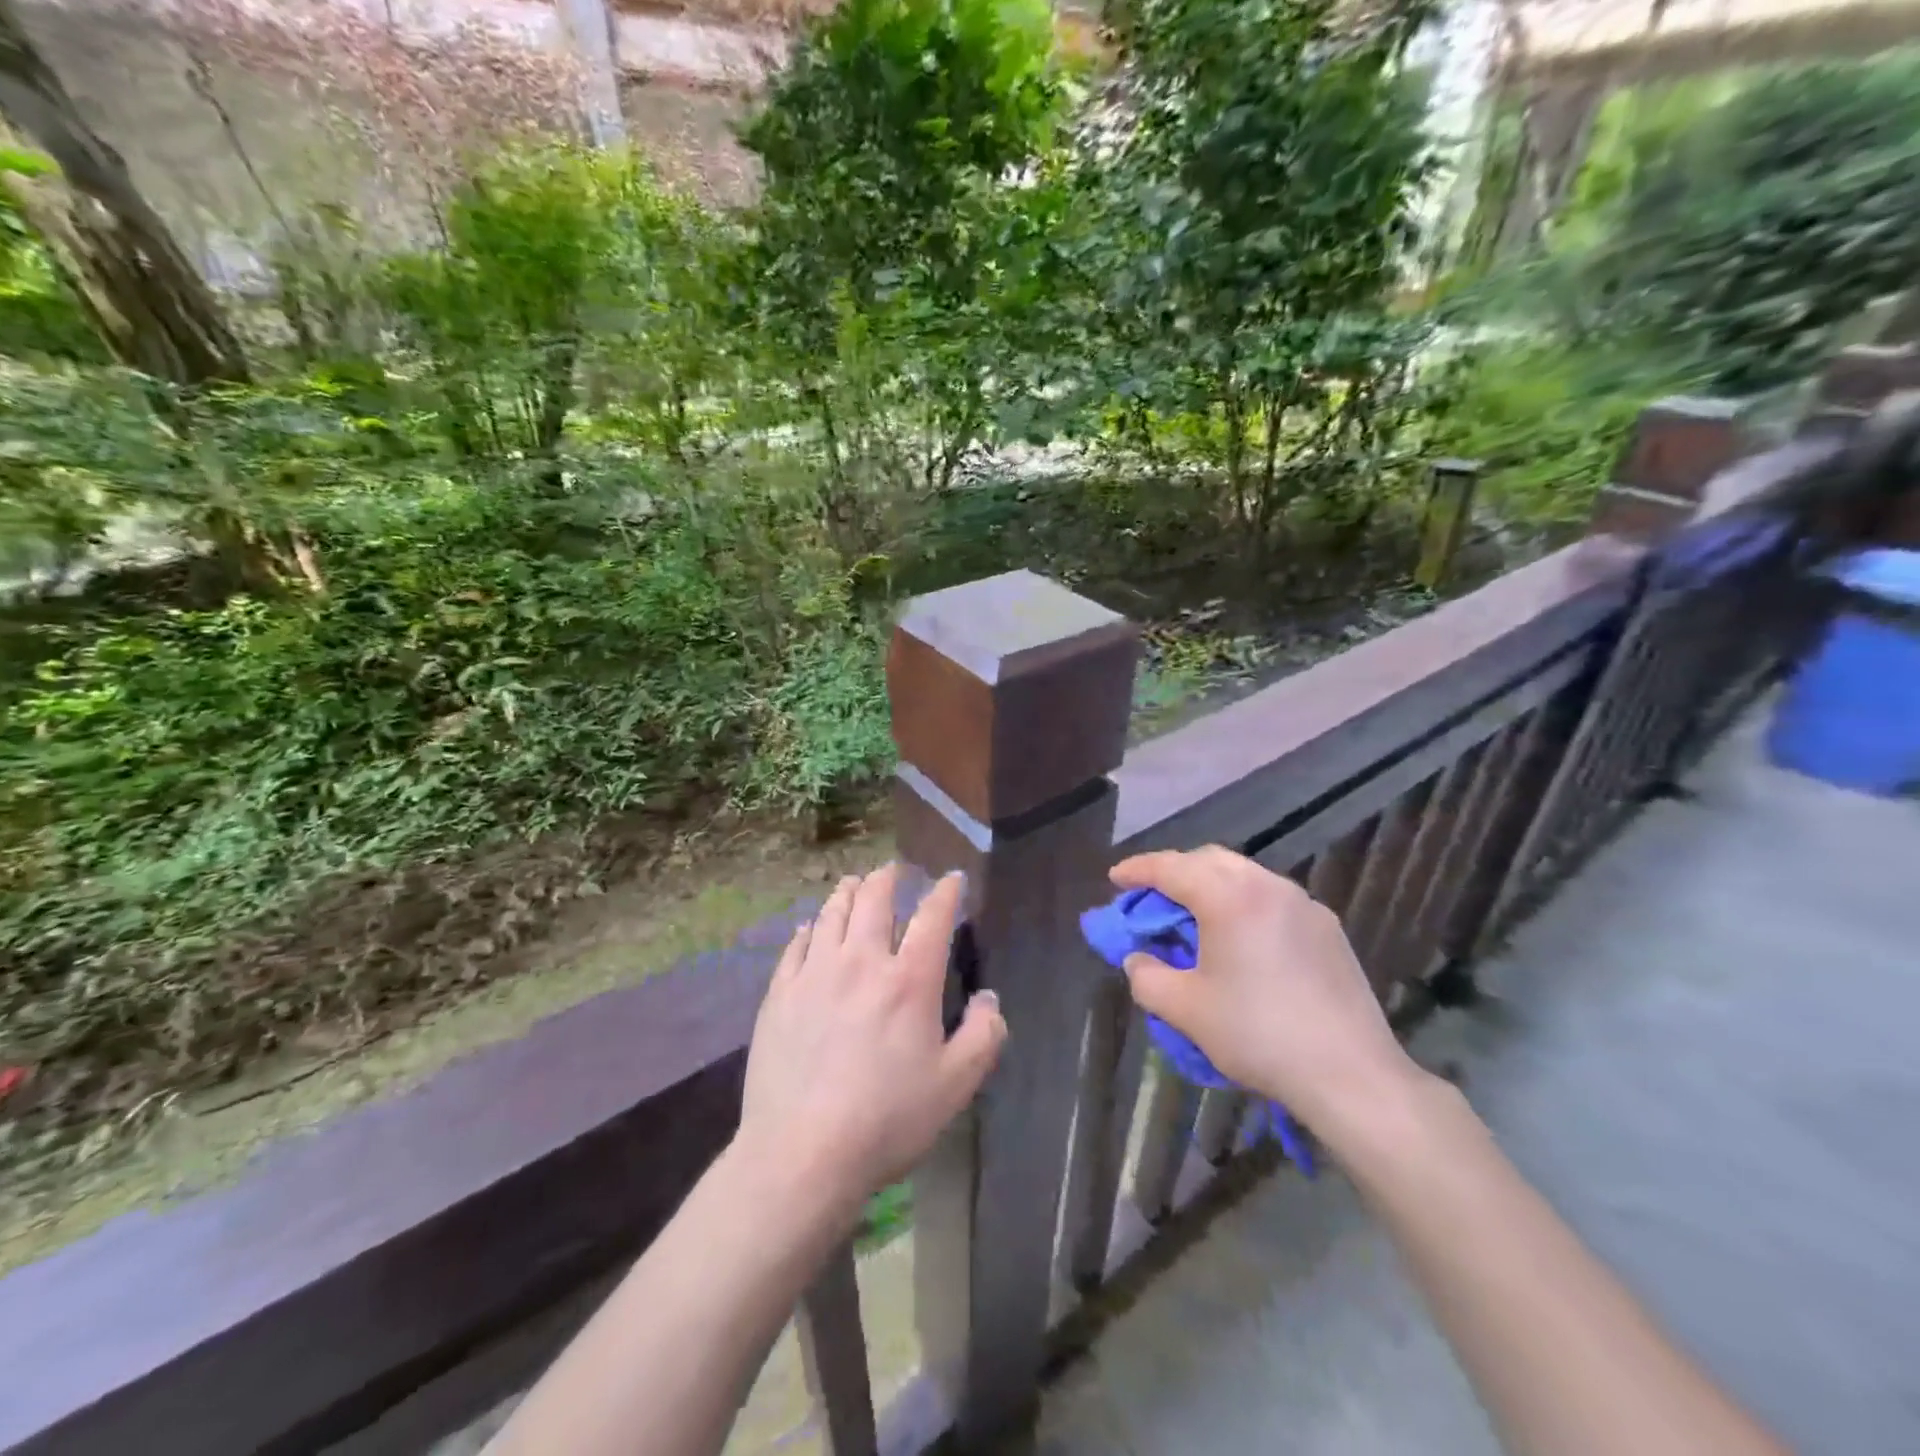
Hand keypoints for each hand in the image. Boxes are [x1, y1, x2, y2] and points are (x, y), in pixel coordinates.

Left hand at [734, 864, 1006, 1215]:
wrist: (801, 1153)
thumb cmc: (887, 1120)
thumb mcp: (955, 1085)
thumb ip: (983, 1035)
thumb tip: (988, 998)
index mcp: (909, 980)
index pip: (933, 916)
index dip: (945, 892)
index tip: (951, 879)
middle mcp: (861, 961)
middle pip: (875, 899)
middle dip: (889, 877)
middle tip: (895, 870)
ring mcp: (814, 974)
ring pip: (832, 913)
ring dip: (848, 891)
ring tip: (855, 883)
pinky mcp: (780, 994)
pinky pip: (796, 945)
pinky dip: (810, 929)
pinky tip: (811, 928)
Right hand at [1110, 845, 1419, 1135]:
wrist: (1350, 1073)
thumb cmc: (1257, 1035)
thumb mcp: (1184, 1010)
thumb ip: (1146, 976)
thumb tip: (1139, 958)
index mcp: (1229, 897)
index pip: (1171, 867)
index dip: (1137, 869)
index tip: (1114, 878)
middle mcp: (1267, 886)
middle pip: (1209, 860)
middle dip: (1174, 871)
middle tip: (1151, 898)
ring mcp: (1303, 904)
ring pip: (1244, 875)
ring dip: (1210, 886)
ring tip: (1194, 918)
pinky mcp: (1327, 927)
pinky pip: (1271, 899)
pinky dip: (1242, 903)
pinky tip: (1240, 940)